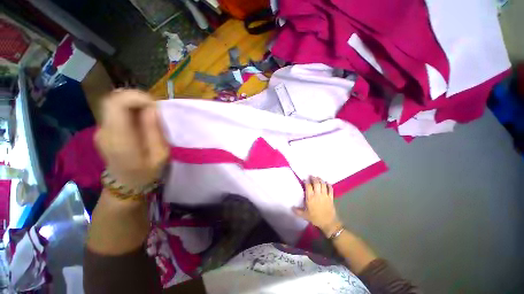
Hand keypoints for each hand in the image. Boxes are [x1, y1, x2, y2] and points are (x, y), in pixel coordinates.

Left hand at [95, 89, 168, 190]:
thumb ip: (155, 131)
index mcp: (119, 139)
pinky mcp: (103, 128)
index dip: (137, 97)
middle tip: (155, 109)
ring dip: (134, 103)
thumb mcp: (160, 154)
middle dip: (137, 98)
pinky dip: (130, 109)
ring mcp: (101, 129)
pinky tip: (142, 120)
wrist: (126, 184)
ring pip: (114, 102)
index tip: (155, 106)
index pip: (117, 103)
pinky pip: (115, 110)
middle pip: (113, 99)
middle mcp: (104, 130)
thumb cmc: (147, 172)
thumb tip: (152, 108)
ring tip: (150, 115)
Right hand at [293, 176, 341, 236]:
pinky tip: (327, 182)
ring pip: (323, 184)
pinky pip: (330, 189)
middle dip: (314, 178)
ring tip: (318, 177)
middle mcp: (317, 195)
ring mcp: (325, 196)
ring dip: (320, 180)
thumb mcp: (305, 215)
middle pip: (316, 183)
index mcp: (310, 198)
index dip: (307, 181)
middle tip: (311, 176)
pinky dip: (329, 185)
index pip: (308, 186)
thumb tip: (291, 208)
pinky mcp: (331, 198)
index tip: (305, 179)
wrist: (328, 223)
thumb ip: (298, 211)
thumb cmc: (315, 218)